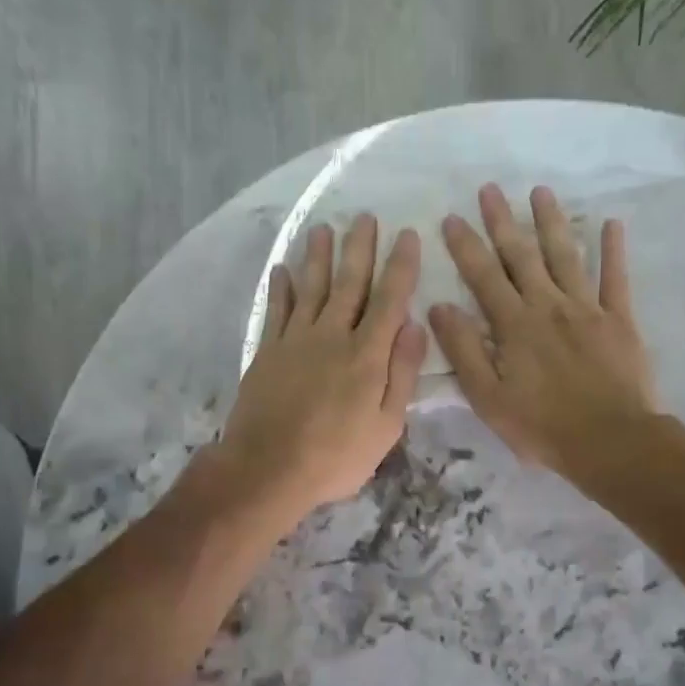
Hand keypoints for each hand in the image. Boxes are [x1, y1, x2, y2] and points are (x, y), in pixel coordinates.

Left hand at [217, 215, 426, 522]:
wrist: (268, 468)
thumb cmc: (336, 456)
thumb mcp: (386, 426)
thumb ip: (402, 374)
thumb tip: (416, 326)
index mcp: (367, 355)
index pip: (389, 301)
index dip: (400, 267)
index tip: (407, 236)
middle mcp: (332, 336)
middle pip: (349, 284)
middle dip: (359, 249)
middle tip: (365, 217)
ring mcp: (295, 341)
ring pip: (311, 288)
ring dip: (319, 257)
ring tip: (324, 228)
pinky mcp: (268, 352)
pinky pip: (276, 310)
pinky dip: (280, 287)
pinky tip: (283, 269)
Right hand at [428, 184, 658, 477]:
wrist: (609, 440)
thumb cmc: (541, 426)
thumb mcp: (488, 397)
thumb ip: (464, 350)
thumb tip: (440, 307)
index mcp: (514, 326)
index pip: (484, 277)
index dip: (465, 246)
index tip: (451, 218)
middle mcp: (548, 306)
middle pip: (522, 256)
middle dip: (503, 222)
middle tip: (490, 189)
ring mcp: (587, 309)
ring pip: (565, 257)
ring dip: (551, 223)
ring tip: (540, 192)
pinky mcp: (619, 321)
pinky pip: (616, 279)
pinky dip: (613, 251)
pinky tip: (611, 224)